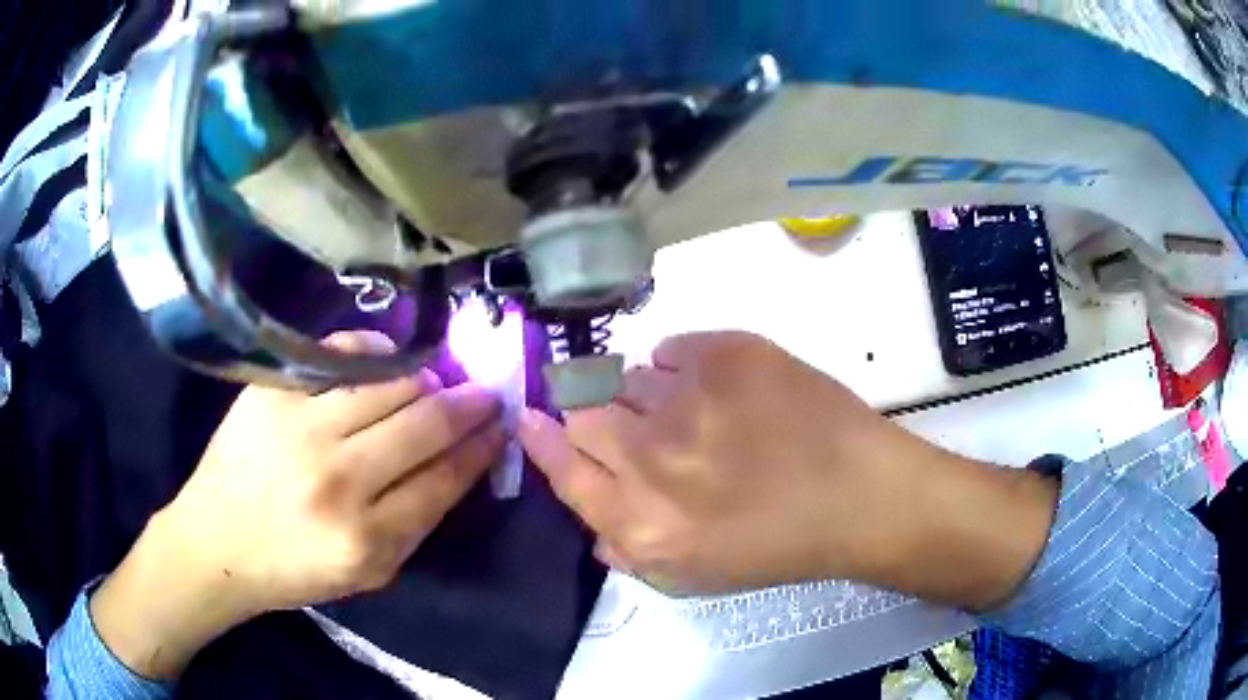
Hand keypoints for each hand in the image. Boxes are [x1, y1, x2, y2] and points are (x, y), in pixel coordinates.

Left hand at [91, 331, 502, 678]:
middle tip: (483, 393)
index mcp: (365, 540)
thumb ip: (416, 522)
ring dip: (425, 378)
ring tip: (435, 380)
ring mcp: (300, 428)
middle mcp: (336, 480)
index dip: (481, 446)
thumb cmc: (294, 569)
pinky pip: (340, 356)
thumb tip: (461, 461)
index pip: (444, 479)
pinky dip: (374, 352)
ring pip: (390, 383)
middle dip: (467, 404)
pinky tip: (389, 359)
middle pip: (425, 423)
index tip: (501, 424)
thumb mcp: (368, 574)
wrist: (215, 544)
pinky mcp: (272, 393)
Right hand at [519, 331, 1056, 605]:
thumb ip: (632, 553)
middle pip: (584, 411)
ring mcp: (688, 396)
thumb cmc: (779, 547)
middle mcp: (650, 455)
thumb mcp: (697, 577)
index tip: (530, 416)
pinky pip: (671, 348)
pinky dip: (682, 368)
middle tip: (626, 420)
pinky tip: (717, 389)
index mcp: (640, 520)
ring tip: (692, 411)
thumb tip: (595, 526)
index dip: (541, 439)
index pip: (562, 466)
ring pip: (628, 376)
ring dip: (645, 395)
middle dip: (591, 413)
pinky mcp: (727, 352)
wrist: (858, 495)